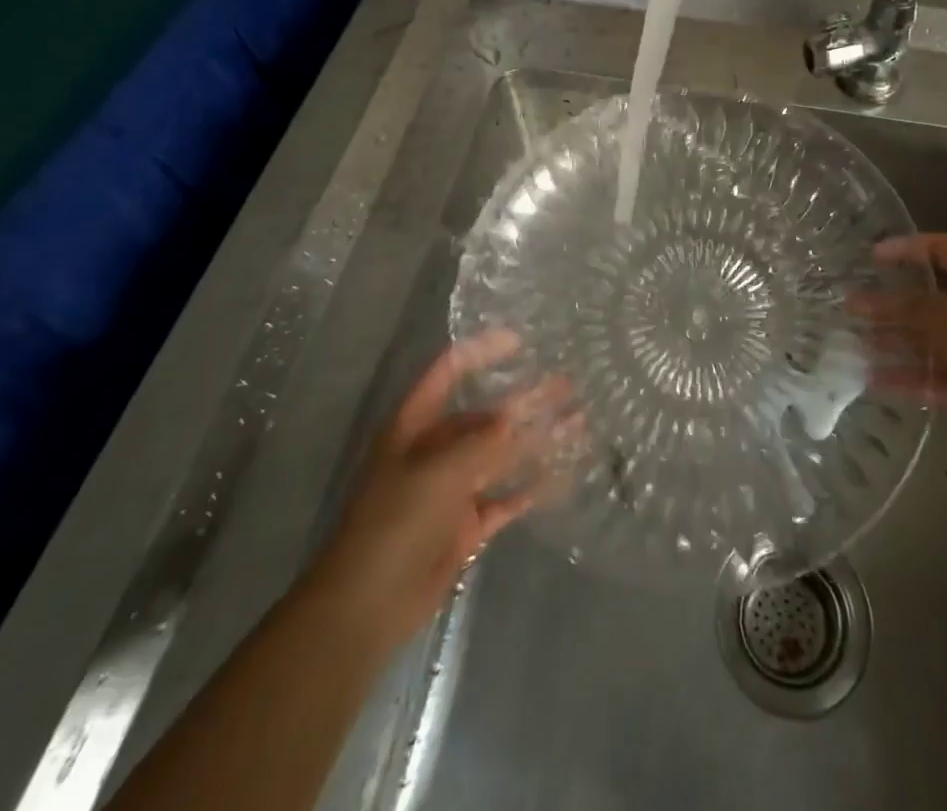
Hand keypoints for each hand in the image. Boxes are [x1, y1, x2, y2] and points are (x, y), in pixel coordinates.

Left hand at [305, 329, 569, 657]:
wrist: (367, 606)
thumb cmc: (395, 523)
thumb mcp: (438, 471)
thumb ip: (481, 441)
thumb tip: (515, 415)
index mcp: (417, 425)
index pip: (449, 372)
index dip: (481, 351)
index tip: (521, 340)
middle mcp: (436, 450)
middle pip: (486, 414)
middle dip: (525, 398)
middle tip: (566, 382)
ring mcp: (453, 489)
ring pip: (503, 454)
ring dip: (537, 438)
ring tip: (578, 421)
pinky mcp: (467, 525)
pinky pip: (506, 498)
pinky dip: (533, 487)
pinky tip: (564, 474)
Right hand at [850, 233, 946, 426]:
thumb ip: (904, 307)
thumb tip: (864, 300)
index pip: (943, 248)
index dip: (907, 248)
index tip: (871, 256)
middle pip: (933, 299)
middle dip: (892, 303)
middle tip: (853, 306)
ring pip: (933, 340)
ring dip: (896, 341)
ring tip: (856, 344)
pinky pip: (940, 375)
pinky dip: (911, 377)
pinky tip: (876, 381)